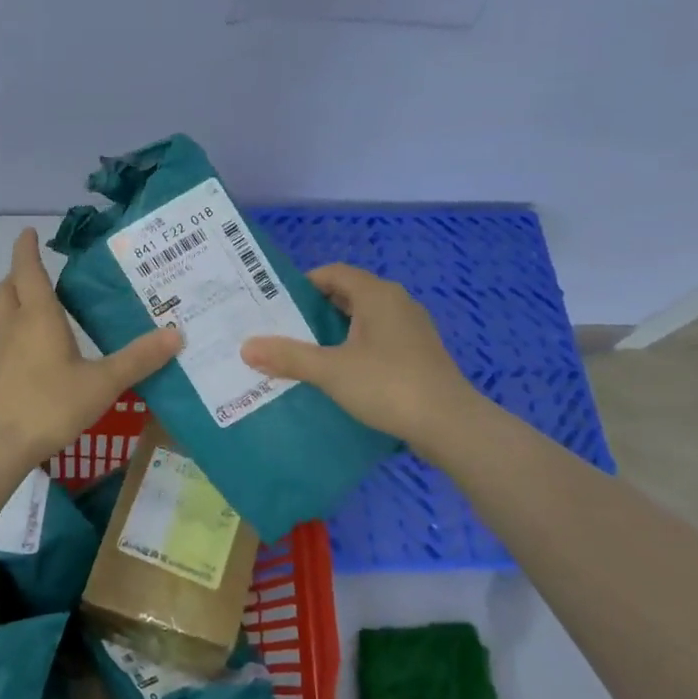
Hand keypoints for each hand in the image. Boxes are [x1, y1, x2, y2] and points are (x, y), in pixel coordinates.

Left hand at [0, 229, 182, 466]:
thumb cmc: (49, 404)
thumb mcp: (102, 383)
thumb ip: (138, 359)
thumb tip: (177, 334)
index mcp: (38, 316)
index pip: (28, 269)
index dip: (27, 248)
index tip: (30, 232)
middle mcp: (13, 326)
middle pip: (8, 287)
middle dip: (21, 273)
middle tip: (40, 269)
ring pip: (4, 313)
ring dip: (18, 301)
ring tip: (45, 308)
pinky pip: (4, 339)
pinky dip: (18, 331)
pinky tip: (39, 352)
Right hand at [240, 263, 470, 443]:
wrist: (450, 425)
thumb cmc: (388, 385)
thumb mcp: (331, 371)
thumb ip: (288, 356)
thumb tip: (246, 347)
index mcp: (377, 294)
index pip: (333, 273)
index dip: (303, 284)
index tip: (277, 305)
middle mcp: (396, 302)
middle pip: (348, 294)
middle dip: (315, 310)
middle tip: (284, 330)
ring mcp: (412, 329)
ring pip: (364, 319)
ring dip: (335, 331)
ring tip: (305, 353)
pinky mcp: (419, 354)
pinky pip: (378, 339)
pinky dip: (355, 347)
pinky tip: (340, 373)